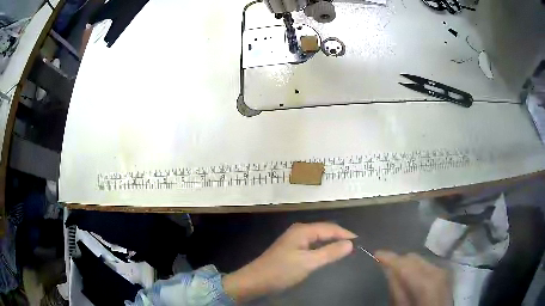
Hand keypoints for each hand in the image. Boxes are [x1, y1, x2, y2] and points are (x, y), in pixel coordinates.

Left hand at [223, 222, 355, 301]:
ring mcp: (294, 240)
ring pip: (319, 238)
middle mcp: (299, 231)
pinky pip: (313, 245)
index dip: (346, 234)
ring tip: (346, 251)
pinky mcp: (292, 250)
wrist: (255, 281)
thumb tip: (350, 243)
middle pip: (325, 231)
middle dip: (340, 237)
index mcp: (303, 230)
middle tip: (355, 248)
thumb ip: (330, 252)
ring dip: (332, 243)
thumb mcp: (308, 263)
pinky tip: (328, 256)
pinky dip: (323, 249)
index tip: (360, 243)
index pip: (330, 227)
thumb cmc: (281, 271)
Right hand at [375, 251, 451, 305]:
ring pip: (420, 259)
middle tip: (386, 268)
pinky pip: (426, 264)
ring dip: (407, 264)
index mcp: (425, 283)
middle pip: (413, 258)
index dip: (389, 257)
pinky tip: (412, 277)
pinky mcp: (444, 272)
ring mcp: (442, 271)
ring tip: (398, 274)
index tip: (376, 253)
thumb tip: (388, 269)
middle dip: (399, 261)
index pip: (404, 264)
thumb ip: (396, 289)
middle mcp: (436, 271)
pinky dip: (416, 267)